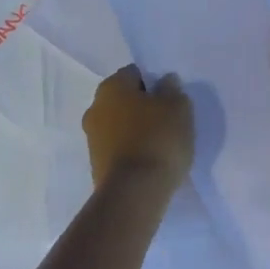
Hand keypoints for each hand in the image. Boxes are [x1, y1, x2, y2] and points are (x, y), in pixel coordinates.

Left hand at [83, 65, 193, 190]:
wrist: (134, 194)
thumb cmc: (157, 138)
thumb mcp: (178, 106)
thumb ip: (172, 89)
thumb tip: (164, 83)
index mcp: (111, 86)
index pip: (136, 73)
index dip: (155, 83)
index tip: (170, 99)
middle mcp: (95, 108)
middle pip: (125, 100)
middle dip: (143, 107)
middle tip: (167, 120)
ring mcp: (91, 139)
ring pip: (120, 125)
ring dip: (136, 130)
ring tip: (160, 144)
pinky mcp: (95, 167)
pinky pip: (117, 149)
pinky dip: (131, 152)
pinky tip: (149, 162)